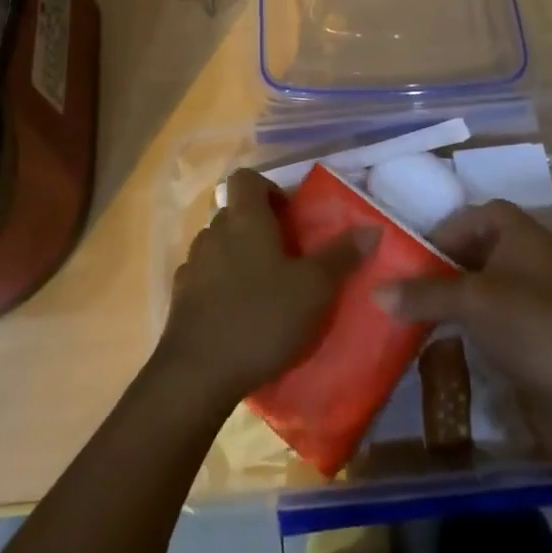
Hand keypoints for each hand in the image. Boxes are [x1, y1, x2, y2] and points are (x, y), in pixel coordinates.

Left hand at [155, 169, 368, 411]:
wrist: (198, 374)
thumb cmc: (262, 318)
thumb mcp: (314, 289)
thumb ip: (342, 256)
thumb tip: (371, 227)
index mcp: (245, 219)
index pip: (246, 178)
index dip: (268, 188)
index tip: (289, 217)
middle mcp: (214, 232)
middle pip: (234, 213)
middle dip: (258, 228)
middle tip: (286, 258)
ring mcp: (192, 265)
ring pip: (219, 246)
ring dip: (238, 258)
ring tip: (263, 290)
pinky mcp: (179, 298)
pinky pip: (204, 278)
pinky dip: (220, 287)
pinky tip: (237, 315)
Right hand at [380, 200, 551, 467]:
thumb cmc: (528, 325)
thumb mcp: (470, 301)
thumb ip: (423, 293)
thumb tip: (376, 291)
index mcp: (521, 234)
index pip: (478, 214)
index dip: (448, 228)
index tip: (418, 252)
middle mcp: (529, 258)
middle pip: (478, 248)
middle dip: (444, 263)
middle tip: (410, 281)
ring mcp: (533, 299)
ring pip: (483, 285)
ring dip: (453, 296)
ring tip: (417, 310)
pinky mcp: (532, 335)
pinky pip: (492, 317)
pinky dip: (468, 323)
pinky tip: (443, 339)